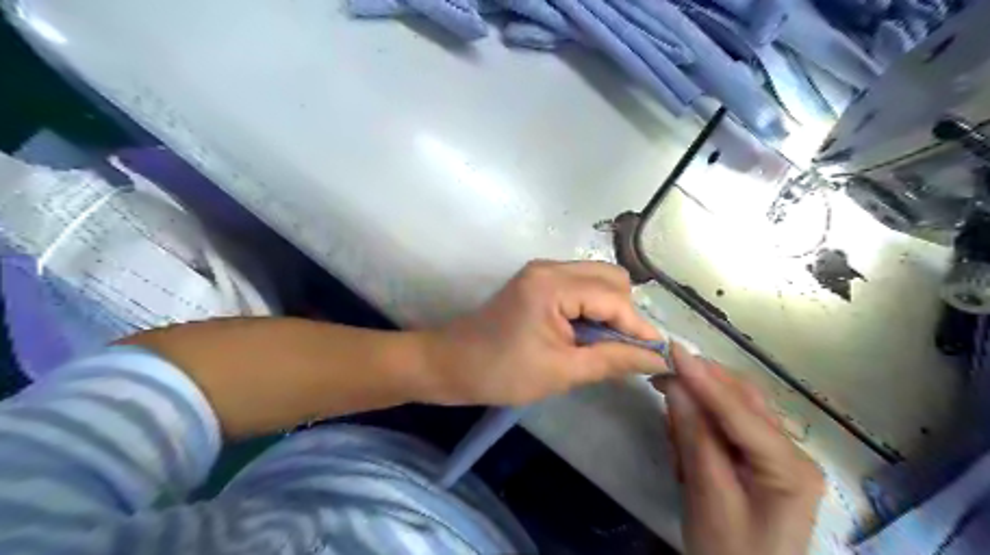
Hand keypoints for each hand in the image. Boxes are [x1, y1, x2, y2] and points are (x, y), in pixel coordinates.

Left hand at [421, 258, 669, 405]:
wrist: (450, 364)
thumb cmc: (501, 372)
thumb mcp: (561, 372)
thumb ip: (612, 360)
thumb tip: (656, 358)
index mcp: (553, 285)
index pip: (614, 299)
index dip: (639, 328)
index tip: (659, 356)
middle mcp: (550, 267)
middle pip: (611, 278)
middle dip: (625, 313)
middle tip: (623, 350)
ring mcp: (542, 271)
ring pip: (597, 279)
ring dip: (610, 309)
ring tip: (606, 344)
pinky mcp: (537, 281)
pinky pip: (580, 285)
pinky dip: (592, 307)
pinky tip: (587, 334)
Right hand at [656, 348, 828, 554]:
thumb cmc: (729, 552)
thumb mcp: (707, 496)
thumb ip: (693, 436)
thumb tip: (675, 384)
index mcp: (790, 467)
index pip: (740, 411)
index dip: (703, 378)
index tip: (672, 348)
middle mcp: (793, 452)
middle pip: (743, 400)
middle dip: (702, 384)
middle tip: (661, 377)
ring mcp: (780, 455)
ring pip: (737, 407)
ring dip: (701, 402)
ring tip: (671, 414)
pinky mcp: (763, 459)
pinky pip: (731, 425)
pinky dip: (705, 420)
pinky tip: (685, 431)